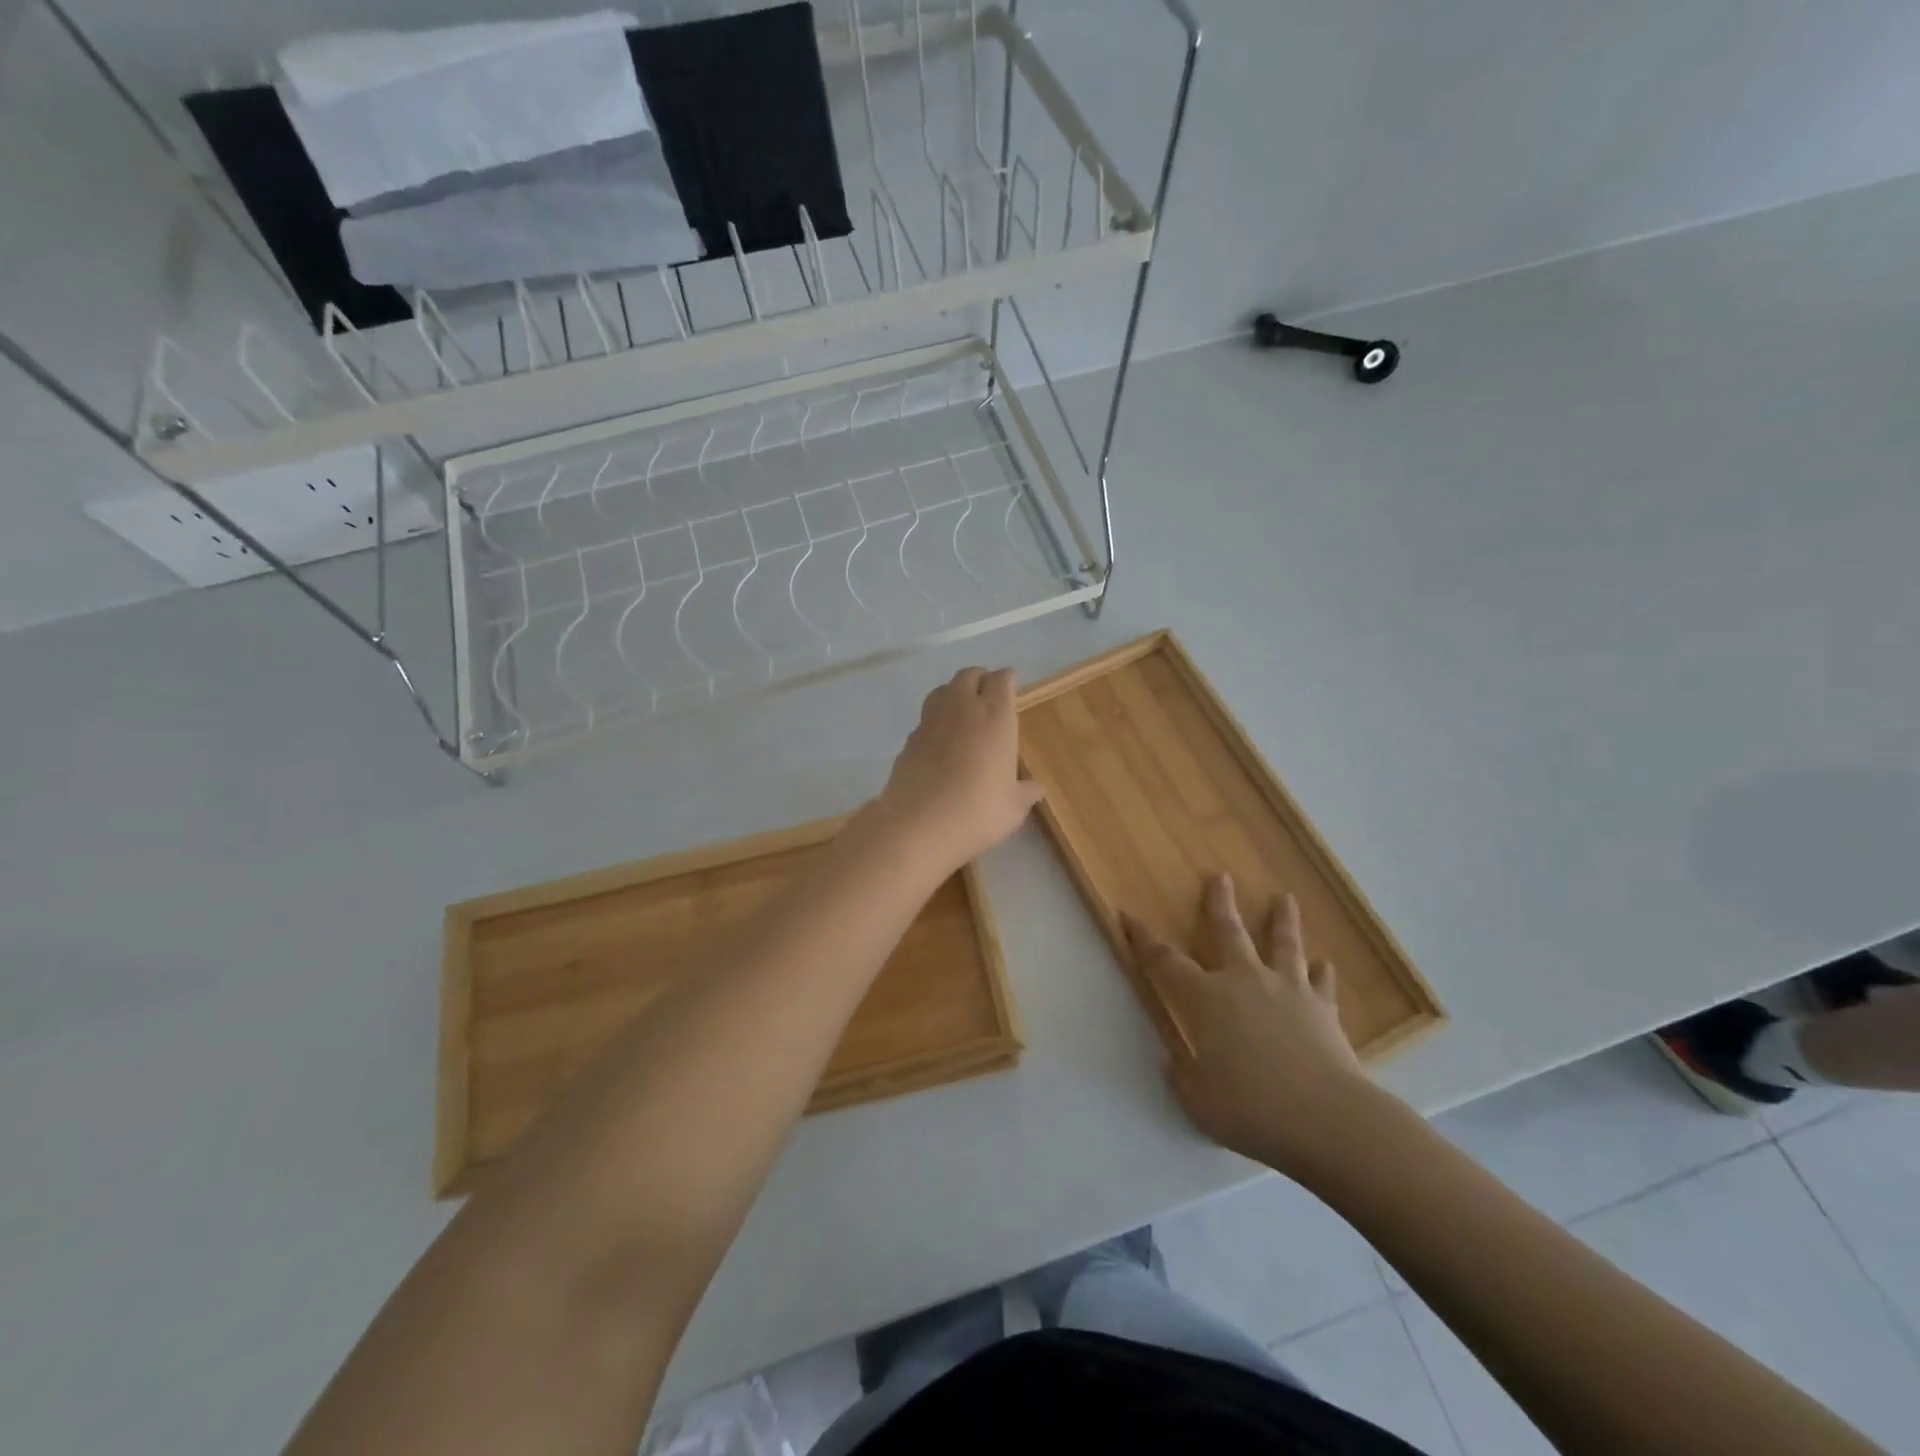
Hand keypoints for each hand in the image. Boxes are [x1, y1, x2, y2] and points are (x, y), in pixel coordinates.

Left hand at [868, 667, 1044, 875]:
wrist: (919, 825)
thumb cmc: (978, 811)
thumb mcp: (1012, 807)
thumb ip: (1025, 792)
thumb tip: (1035, 788)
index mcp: (995, 716)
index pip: (1002, 680)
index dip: (1007, 680)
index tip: (1011, 686)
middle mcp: (962, 708)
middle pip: (969, 675)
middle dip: (980, 680)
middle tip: (988, 697)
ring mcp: (930, 721)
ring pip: (942, 690)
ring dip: (954, 693)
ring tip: (962, 712)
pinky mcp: (909, 739)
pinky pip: (925, 718)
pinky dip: (935, 721)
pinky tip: (940, 742)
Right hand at [1122, 875, 1384, 1180]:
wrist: (1326, 1118)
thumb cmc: (1251, 1108)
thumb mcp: (1199, 1100)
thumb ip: (1185, 1076)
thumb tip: (1178, 1064)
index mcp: (1205, 999)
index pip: (1164, 962)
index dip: (1143, 940)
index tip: (1129, 916)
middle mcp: (1244, 982)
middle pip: (1228, 932)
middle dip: (1219, 903)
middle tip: (1221, 876)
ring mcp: (1288, 991)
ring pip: (1283, 945)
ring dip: (1282, 920)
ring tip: (1285, 899)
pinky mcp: (1323, 1010)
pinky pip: (1321, 984)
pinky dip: (1321, 973)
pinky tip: (1324, 964)